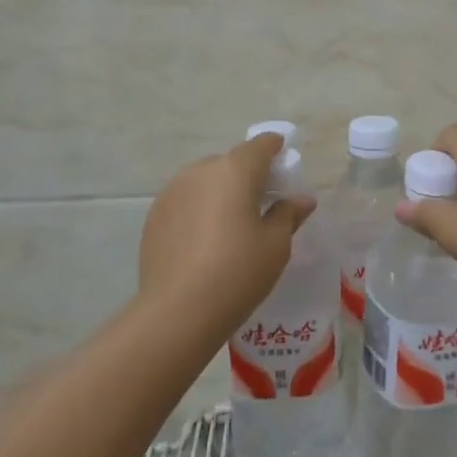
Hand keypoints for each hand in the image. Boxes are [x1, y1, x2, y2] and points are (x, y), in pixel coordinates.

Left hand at [138, 133, 314, 335]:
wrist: (178, 311)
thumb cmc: (237, 272)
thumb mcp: (275, 245)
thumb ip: (288, 214)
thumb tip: (301, 199)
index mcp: (235, 170)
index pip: (260, 145)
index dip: (275, 149)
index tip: (284, 164)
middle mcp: (200, 171)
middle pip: (230, 162)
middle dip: (247, 175)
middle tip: (261, 203)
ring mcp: (172, 191)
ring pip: (204, 181)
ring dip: (220, 192)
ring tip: (230, 225)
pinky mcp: (154, 215)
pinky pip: (184, 201)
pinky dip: (198, 209)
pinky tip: (204, 241)